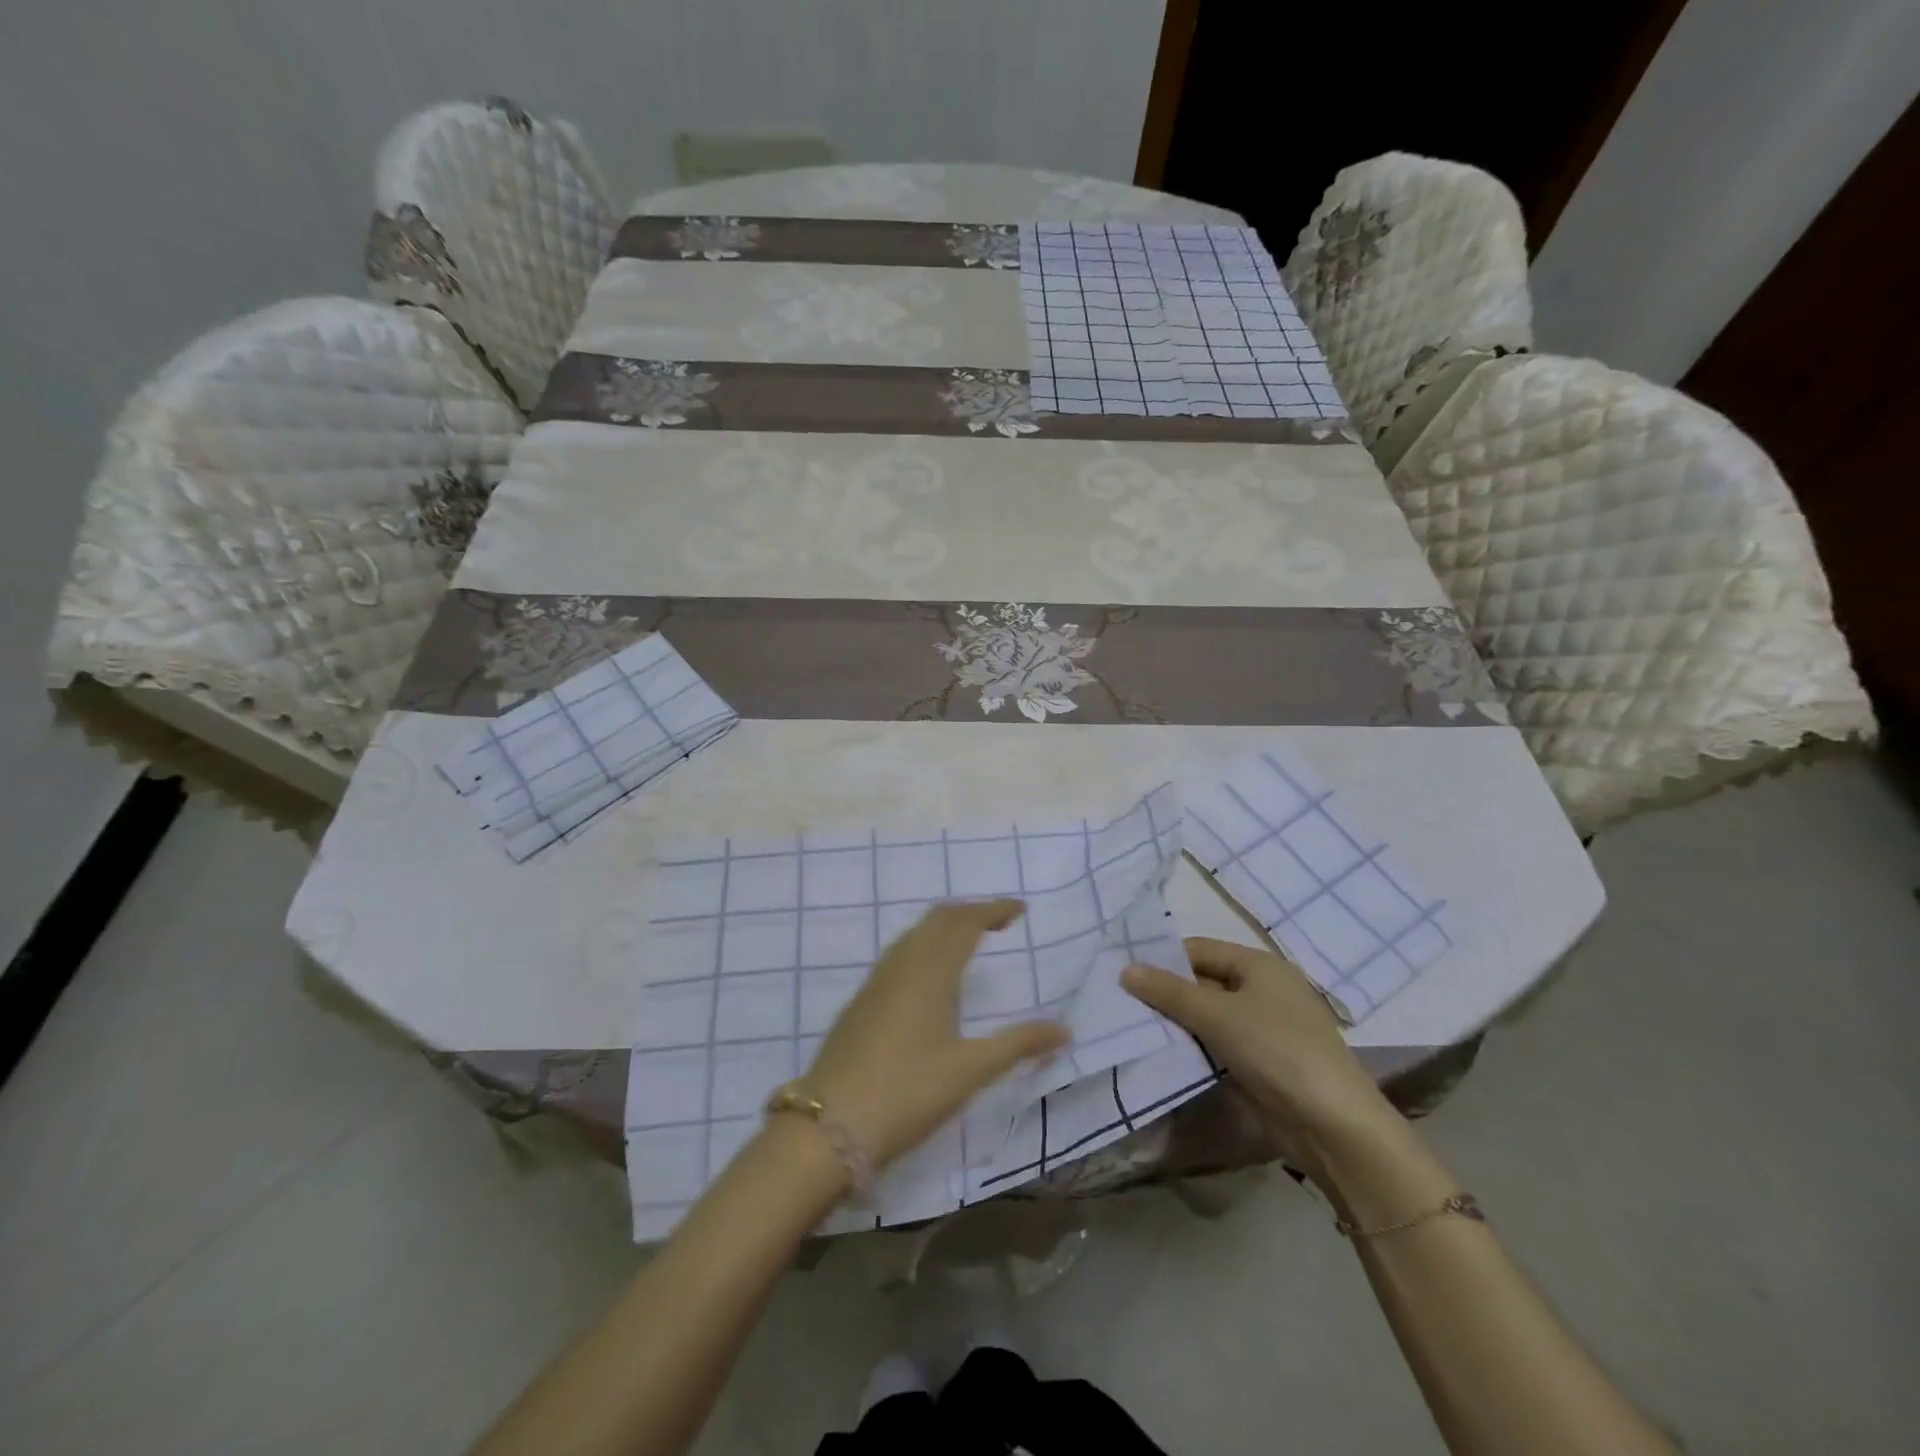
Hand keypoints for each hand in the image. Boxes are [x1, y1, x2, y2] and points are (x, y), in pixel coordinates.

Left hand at [803, 899, 1068, 1169]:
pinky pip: (898, 955)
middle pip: (937, 919)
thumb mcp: (970, 1071)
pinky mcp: (860, 1003)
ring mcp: (875, 983)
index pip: (964, 922)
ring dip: (944, 928)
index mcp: (929, 971)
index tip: (1020, 910)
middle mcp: (901, 965)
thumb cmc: (907, 1092)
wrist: (829, 1125)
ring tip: (969, 942)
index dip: (992, 909)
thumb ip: (1018, 1045)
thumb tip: (1064, 1030)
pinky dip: (924, 947)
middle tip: (999, 921)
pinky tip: (930, 979)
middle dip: (969, 912)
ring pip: (914, 936)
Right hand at [1122, 937, 1395, 1173]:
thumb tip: (1125, 968)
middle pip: (1202, 981)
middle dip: (1165, 991)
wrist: (1333, 1125)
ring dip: (1176, 1021)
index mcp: (1258, 965)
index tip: (1121, 972)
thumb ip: (1169, 991)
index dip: (1161, 959)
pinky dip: (1193, 1046)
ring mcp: (1263, 1027)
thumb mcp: (1217, 1015)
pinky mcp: (1261, 1062)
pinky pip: (1217, 1043)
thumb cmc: (1277, 1050)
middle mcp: (1262, 989)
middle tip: (1120, 1000)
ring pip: (1207, 1015)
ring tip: (1132, 1025)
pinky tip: (1163, 1052)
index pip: (1198, 949)